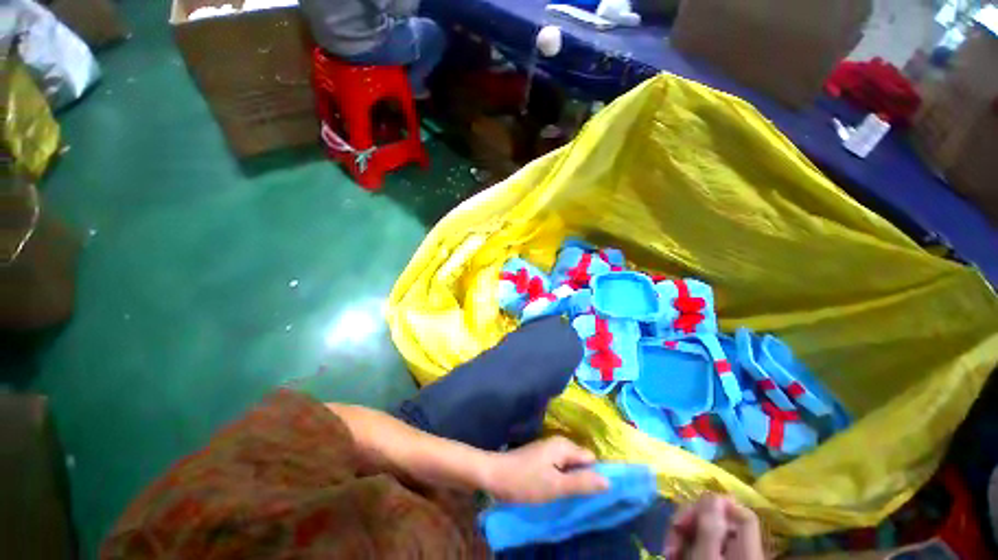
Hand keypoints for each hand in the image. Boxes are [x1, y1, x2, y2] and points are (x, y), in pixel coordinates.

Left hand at [482, 436, 608, 502]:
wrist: (494, 475)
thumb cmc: (525, 481)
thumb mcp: (555, 486)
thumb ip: (581, 483)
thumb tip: (609, 481)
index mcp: (564, 446)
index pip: (591, 459)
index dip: (594, 476)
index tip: (593, 495)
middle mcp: (559, 443)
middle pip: (581, 461)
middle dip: (583, 478)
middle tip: (579, 498)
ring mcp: (549, 449)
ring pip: (570, 465)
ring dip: (572, 480)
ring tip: (569, 496)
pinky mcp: (542, 457)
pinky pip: (560, 467)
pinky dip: (562, 478)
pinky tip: (557, 490)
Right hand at [664, 494, 763, 559]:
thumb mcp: (705, 558)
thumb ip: (711, 527)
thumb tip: (714, 494)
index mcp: (747, 549)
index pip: (741, 513)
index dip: (717, 505)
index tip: (691, 515)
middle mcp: (741, 551)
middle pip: (719, 520)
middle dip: (690, 521)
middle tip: (672, 535)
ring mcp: (727, 558)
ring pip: (705, 532)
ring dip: (683, 536)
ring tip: (669, 551)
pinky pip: (700, 546)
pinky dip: (684, 548)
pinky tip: (673, 556)